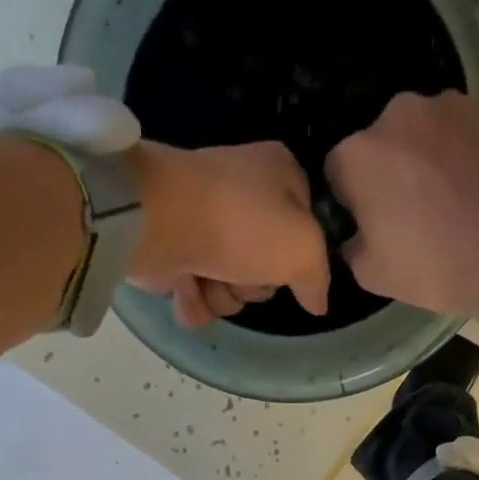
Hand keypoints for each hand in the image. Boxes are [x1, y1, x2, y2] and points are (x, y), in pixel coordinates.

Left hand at [129, 141, 330, 328]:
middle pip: (266, 267)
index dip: (298, 257)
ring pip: (231, 286)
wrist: (159, 220)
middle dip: (254, 284)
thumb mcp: (303, 248)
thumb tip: (318, 302)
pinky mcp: (174, 250)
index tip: (288, 267)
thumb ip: (318, 277)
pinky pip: (197, 295)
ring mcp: (205, 223)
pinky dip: (193, 302)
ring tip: (207, 280)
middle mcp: (243, 196)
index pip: (306, 229)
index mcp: (279, 176)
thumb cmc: (241, 224)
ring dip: (223, 296)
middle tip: (242, 273)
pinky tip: (186, 291)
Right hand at [326, 92, 478, 327]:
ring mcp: (449, 106)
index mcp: (359, 153)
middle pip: (380, 144)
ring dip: (424, 161)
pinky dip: (460, 156)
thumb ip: (351, 244)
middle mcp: (398, 114)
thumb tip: (357, 232)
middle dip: (388, 173)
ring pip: (421, 135)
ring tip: (447, 202)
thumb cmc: (435, 266)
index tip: (368, 225)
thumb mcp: (371, 274)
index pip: (336, 170)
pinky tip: (474, 190)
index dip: (349, 200)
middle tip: (409, 214)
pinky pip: (460, 134)